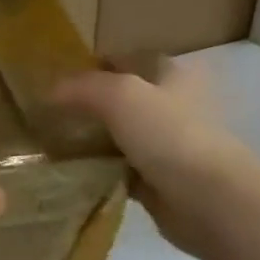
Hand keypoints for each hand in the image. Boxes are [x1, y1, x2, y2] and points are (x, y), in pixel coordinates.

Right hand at [51, 59, 259, 258]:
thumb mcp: (118, 96)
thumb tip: (50, 91)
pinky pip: (121, 170)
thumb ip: (82, 87)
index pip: (129, 59)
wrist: (210, 200)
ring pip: (121, 136)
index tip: (60, 80)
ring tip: (54, 144)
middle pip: (123, 99)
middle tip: (51, 114)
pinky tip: (73, 174)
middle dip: (90, 106)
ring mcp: (169, 145)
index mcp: (173, 75)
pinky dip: (100, 171)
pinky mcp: (161, 180)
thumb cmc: (169, 135)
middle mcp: (174, 106)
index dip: (95, 65)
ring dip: (93, 141)